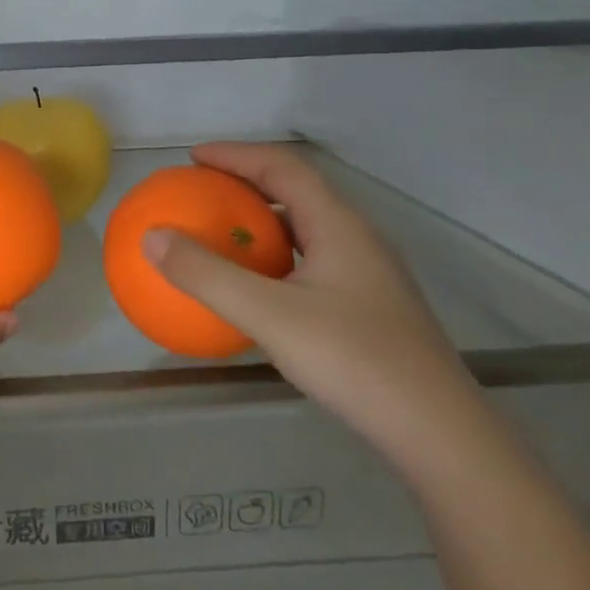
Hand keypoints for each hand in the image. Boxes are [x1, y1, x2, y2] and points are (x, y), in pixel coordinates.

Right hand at [143, 142, 480, 466]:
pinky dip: (274, 259)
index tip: (193, 158)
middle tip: (201, 191)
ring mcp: (367, 275)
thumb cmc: (355, 361)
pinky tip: (255, 290)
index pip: (283, 167)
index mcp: (339, 225)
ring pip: (305, 230)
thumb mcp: (269, 315)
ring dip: (261, 222)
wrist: (439, 434)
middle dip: (245, 184)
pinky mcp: (368, 307)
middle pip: (296, 192)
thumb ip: (207, 275)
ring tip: (221, 233)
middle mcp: (356, 240)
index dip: (235, 155)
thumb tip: (151, 237)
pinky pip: (309, 263)